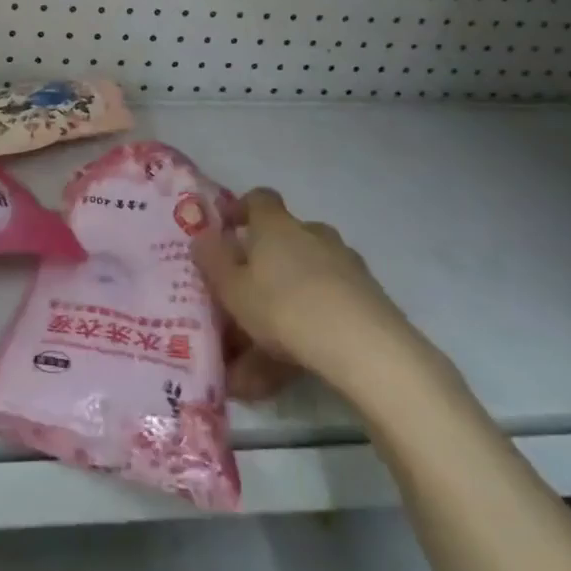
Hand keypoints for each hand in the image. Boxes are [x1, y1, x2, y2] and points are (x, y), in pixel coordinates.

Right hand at [193, 188, 432, 408]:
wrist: (365, 348)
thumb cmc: (283, 307)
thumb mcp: (232, 288)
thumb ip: (212, 261)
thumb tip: (201, 237)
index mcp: (278, 226)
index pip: (260, 199)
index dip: (241, 209)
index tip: (226, 229)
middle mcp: (314, 236)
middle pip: (284, 241)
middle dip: (263, 265)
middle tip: (242, 297)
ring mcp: (346, 266)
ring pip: (304, 279)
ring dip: (283, 304)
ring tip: (257, 357)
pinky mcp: (368, 299)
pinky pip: (326, 307)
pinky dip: (306, 329)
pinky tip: (287, 371)